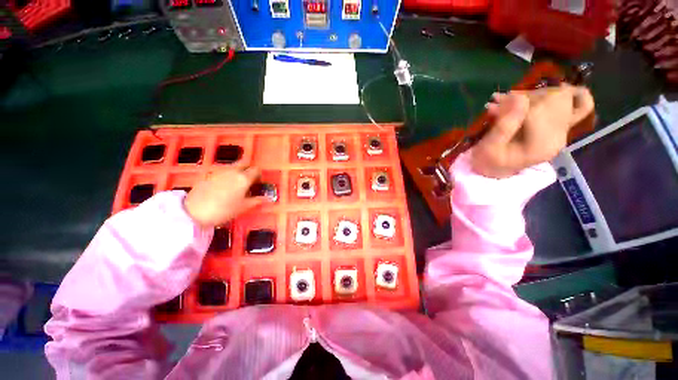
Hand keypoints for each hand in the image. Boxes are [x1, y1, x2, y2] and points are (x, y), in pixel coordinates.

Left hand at [184, 164, 267, 227]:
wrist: (193, 212)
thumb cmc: (224, 210)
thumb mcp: (243, 207)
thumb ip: (257, 201)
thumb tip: (268, 198)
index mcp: (244, 178)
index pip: (256, 170)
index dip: (259, 175)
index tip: (258, 183)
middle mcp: (233, 171)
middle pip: (245, 163)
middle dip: (249, 169)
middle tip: (249, 180)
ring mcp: (220, 171)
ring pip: (233, 166)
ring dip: (238, 171)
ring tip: (237, 184)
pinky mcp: (209, 174)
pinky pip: (223, 171)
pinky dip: (228, 175)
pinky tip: (224, 187)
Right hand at [471, 84, 593, 177]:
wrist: (494, 173)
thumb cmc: (487, 162)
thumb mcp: (489, 147)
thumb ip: (504, 125)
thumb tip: (519, 97)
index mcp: (541, 146)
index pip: (537, 111)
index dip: (514, 103)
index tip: (493, 104)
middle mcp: (559, 137)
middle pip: (554, 101)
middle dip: (526, 96)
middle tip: (501, 100)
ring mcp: (562, 132)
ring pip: (565, 98)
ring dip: (537, 94)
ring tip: (512, 98)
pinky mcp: (561, 129)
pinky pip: (582, 107)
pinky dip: (573, 95)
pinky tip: (555, 90)